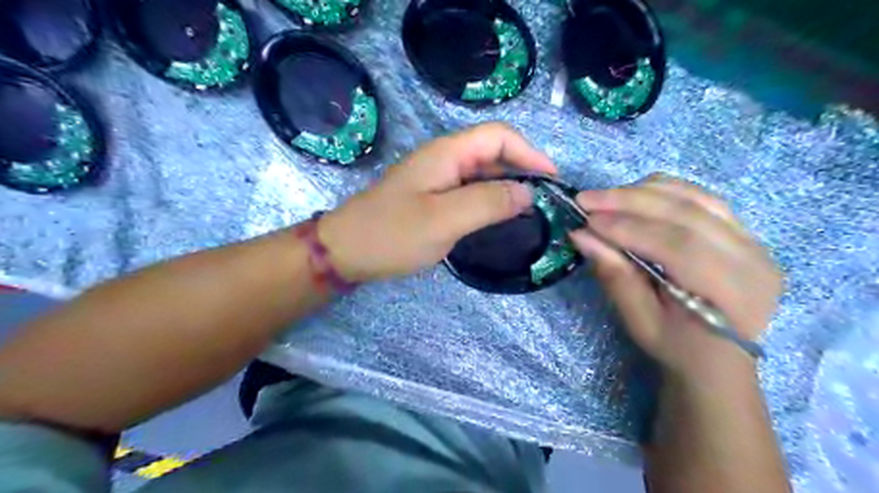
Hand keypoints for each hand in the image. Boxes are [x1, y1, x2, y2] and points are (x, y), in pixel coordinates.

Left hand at [320, 123, 554, 283]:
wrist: (346, 251)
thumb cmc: (392, 234)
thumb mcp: (444, 220)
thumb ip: (488, 203)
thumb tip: (528, 193)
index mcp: (447, 153)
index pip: (499, 136)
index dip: (529, 153)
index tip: (551, 181)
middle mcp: (444, 159)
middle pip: (493, 152)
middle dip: (522, 170)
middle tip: (545, 201)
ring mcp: (437, 178)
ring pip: (482, 173)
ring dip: (507, 186)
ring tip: (530, 211)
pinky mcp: (432, 197)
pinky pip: (469, 191)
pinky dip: (489, 200)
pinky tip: (499, 218)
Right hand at [570, 172, 781, 384]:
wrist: (719, 358)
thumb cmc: (678, 348)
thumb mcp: (640, 321)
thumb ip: (614, 275)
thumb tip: (581, 235)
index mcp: (732, 292)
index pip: (678, 245)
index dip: (628, 228)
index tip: (587, 220)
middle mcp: (752, 258)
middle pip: (687, 213)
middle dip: (630, 201)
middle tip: (587, 198)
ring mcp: (753, 240)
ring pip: (695, 198)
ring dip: (644, 192)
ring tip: (605, 196)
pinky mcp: (743, 232)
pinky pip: (702, 199)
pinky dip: (664, 191)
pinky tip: (634, 195)